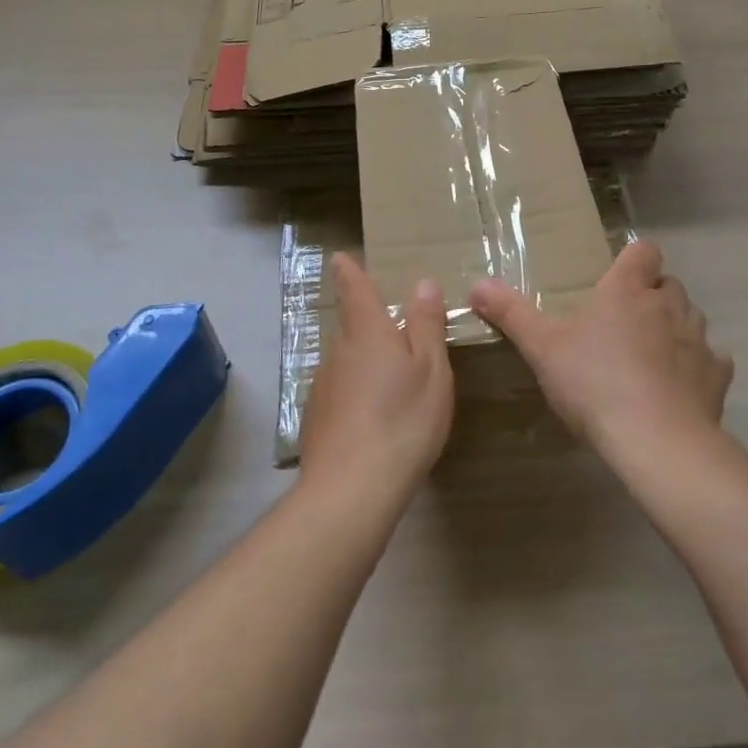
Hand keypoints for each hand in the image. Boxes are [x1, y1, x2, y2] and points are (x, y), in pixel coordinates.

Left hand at [299, 253, 453, 505]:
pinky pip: (339, 391)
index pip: (354, 289)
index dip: (349, 270)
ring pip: (345, 360)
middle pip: (351, 326)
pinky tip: (373, 417)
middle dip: (368, 323)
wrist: (351, 490)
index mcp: (367, 332)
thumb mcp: (431, 370)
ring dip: (364, 361)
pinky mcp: (317, 419)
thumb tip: (422, 283)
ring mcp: (323, 386)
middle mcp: (338, 351)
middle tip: (395, 331)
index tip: (341, 257)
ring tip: (391, 379)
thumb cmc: (402, 420)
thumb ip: (426, 325)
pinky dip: (355, 393)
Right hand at [469, 242, 732, 466]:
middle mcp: (668, 305)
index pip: (643, 251)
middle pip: (669, 285)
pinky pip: (712, 361)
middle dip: (653, 297)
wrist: (655, 440)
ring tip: (651, 356)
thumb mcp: (542, 348)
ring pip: (692, 319)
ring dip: (675, 329)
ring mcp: (698, 339)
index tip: (619, 277)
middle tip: (625, 323)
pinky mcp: (717, 376)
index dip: (634, 259)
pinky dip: (699, 368)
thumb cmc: (594, 383)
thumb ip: (511, 313)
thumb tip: (477, 284)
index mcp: (627, 290)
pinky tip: (680, 388)